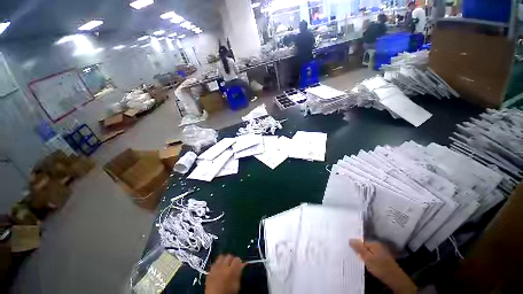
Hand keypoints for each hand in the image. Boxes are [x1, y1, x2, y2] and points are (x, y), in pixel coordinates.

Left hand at [205, 254, 244, 293]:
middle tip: (232, 265)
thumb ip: (239, 274)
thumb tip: (241, 266)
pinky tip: (219, 269)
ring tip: (225, 265)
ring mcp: (215, 268)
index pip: (237, 259)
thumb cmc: (228, 293)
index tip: (239, 265)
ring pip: (221, 256)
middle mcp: (223, 266)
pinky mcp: (209, 271)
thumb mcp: (236, 285)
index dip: (239, 262)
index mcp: (231, 270)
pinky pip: (214, 262)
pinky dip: (217, 264)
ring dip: (224, 259)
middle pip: (229, 256)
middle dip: (232, 259)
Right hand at [350, 240, 416, 293]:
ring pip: (369, 252)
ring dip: (364, 256)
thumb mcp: (367, 258)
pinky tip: (367, 264)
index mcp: (374, 243)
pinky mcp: (384, 259)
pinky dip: (369, 259)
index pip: (361, 241)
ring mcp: (382, 253)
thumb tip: (350, 239)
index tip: (349, 250)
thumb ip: (359, 248)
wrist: (395, 279)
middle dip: (360, 250)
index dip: (355, 245)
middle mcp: (379, 246)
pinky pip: (373, 256)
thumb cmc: (380, 267)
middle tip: (353, 255)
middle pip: (365, 246)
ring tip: (359, 260)